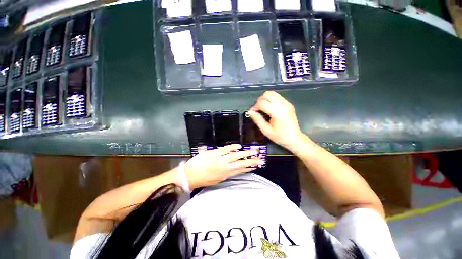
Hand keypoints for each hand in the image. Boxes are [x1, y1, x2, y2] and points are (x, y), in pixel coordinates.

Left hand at [184, 144, 264, 188]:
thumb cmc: (202, 179)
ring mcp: (220, 160)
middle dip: (251, 161)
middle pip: (241, 164)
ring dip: (245, 154)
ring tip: (253, 151)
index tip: (255, 166)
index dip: (248, 168)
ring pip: (235, 156)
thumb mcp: (215, 179)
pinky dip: (233, 147)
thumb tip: (232, 168)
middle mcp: (225, 168)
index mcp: (225, 175)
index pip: (240, 171)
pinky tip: (239, 146)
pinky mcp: (214, 153)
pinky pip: (225, 149)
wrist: (188, 176)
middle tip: (260, 159)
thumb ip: (224, 174)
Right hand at [248, 91, 307, 151]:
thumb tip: (250, 112)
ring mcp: (287, 103)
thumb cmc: (280, 137)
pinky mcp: (288, 104)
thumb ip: (258, 120)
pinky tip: (270, 108)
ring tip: (263, 108)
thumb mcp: (266, 131)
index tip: (253, 112)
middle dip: (260, 100)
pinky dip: (271, 100)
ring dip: (265, 99)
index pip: (263, 103)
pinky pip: (277, 97)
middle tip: (258, 109)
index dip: (255, 107)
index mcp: (278, 113)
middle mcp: (283, 105)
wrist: (295, 138)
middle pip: (268, 94)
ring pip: (272, 93)